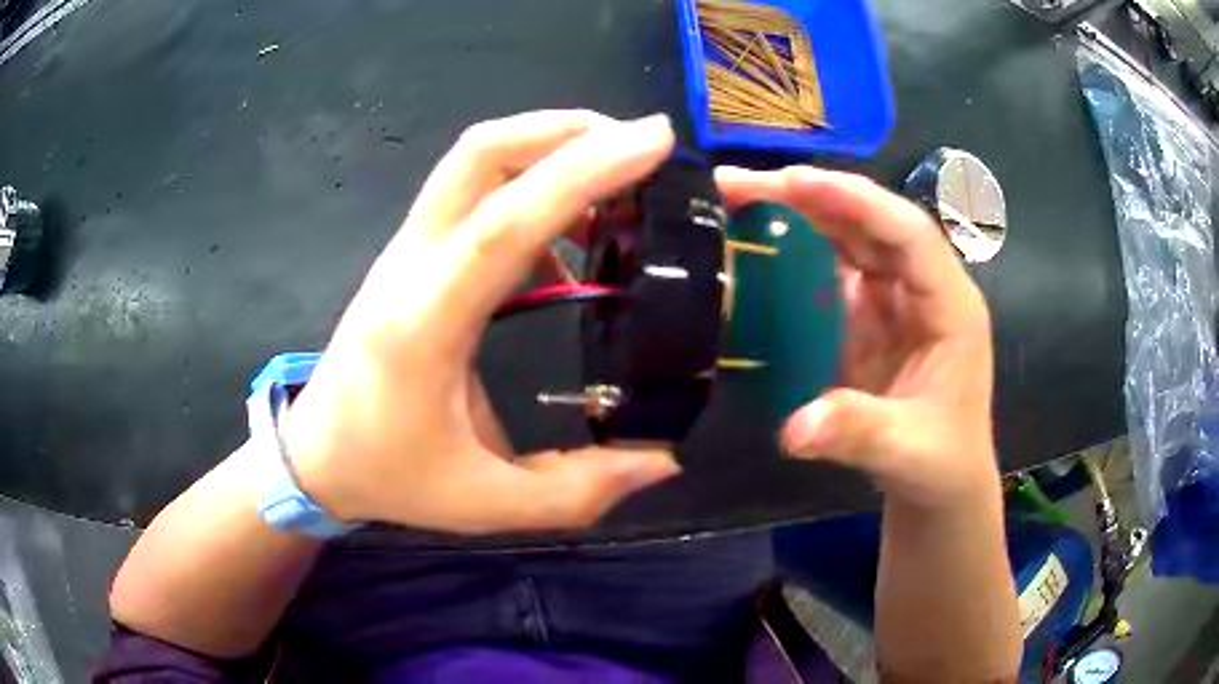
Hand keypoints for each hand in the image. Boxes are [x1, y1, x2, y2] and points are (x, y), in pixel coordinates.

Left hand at [284, 111, 681, 533]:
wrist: (316, 453)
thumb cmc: (389, 475)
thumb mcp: (484, 502)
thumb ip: (577, 490)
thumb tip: (662, 463)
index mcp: (426, 323)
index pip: (505, 222)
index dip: (582, 172)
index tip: (653, 141)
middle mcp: (412, 265)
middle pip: (481, 154)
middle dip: (567, 131)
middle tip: (641, 145)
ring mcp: (407, 251)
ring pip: (475, 161)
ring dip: (550, 148)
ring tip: (620, 179)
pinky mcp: (413, 253)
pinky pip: (474, 192)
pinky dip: (533, 185)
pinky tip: (574, 230)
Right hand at [715, 166, 998, 510]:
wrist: (944, 478)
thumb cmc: (941, 463)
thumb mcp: (905, 452)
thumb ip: (856, 433)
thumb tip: (793, 430)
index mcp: (951, 306)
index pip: (908, 233)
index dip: (856, 202)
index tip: (793, 183)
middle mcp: (926, 286)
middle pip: (872, 221)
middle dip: (811, 194)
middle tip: (738, 184)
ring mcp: (899, 296)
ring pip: (853, 234)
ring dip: (800, 210)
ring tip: (739, 196)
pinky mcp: (874, 312)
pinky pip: (837, 264)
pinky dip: (800, 245)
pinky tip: (763, 237)